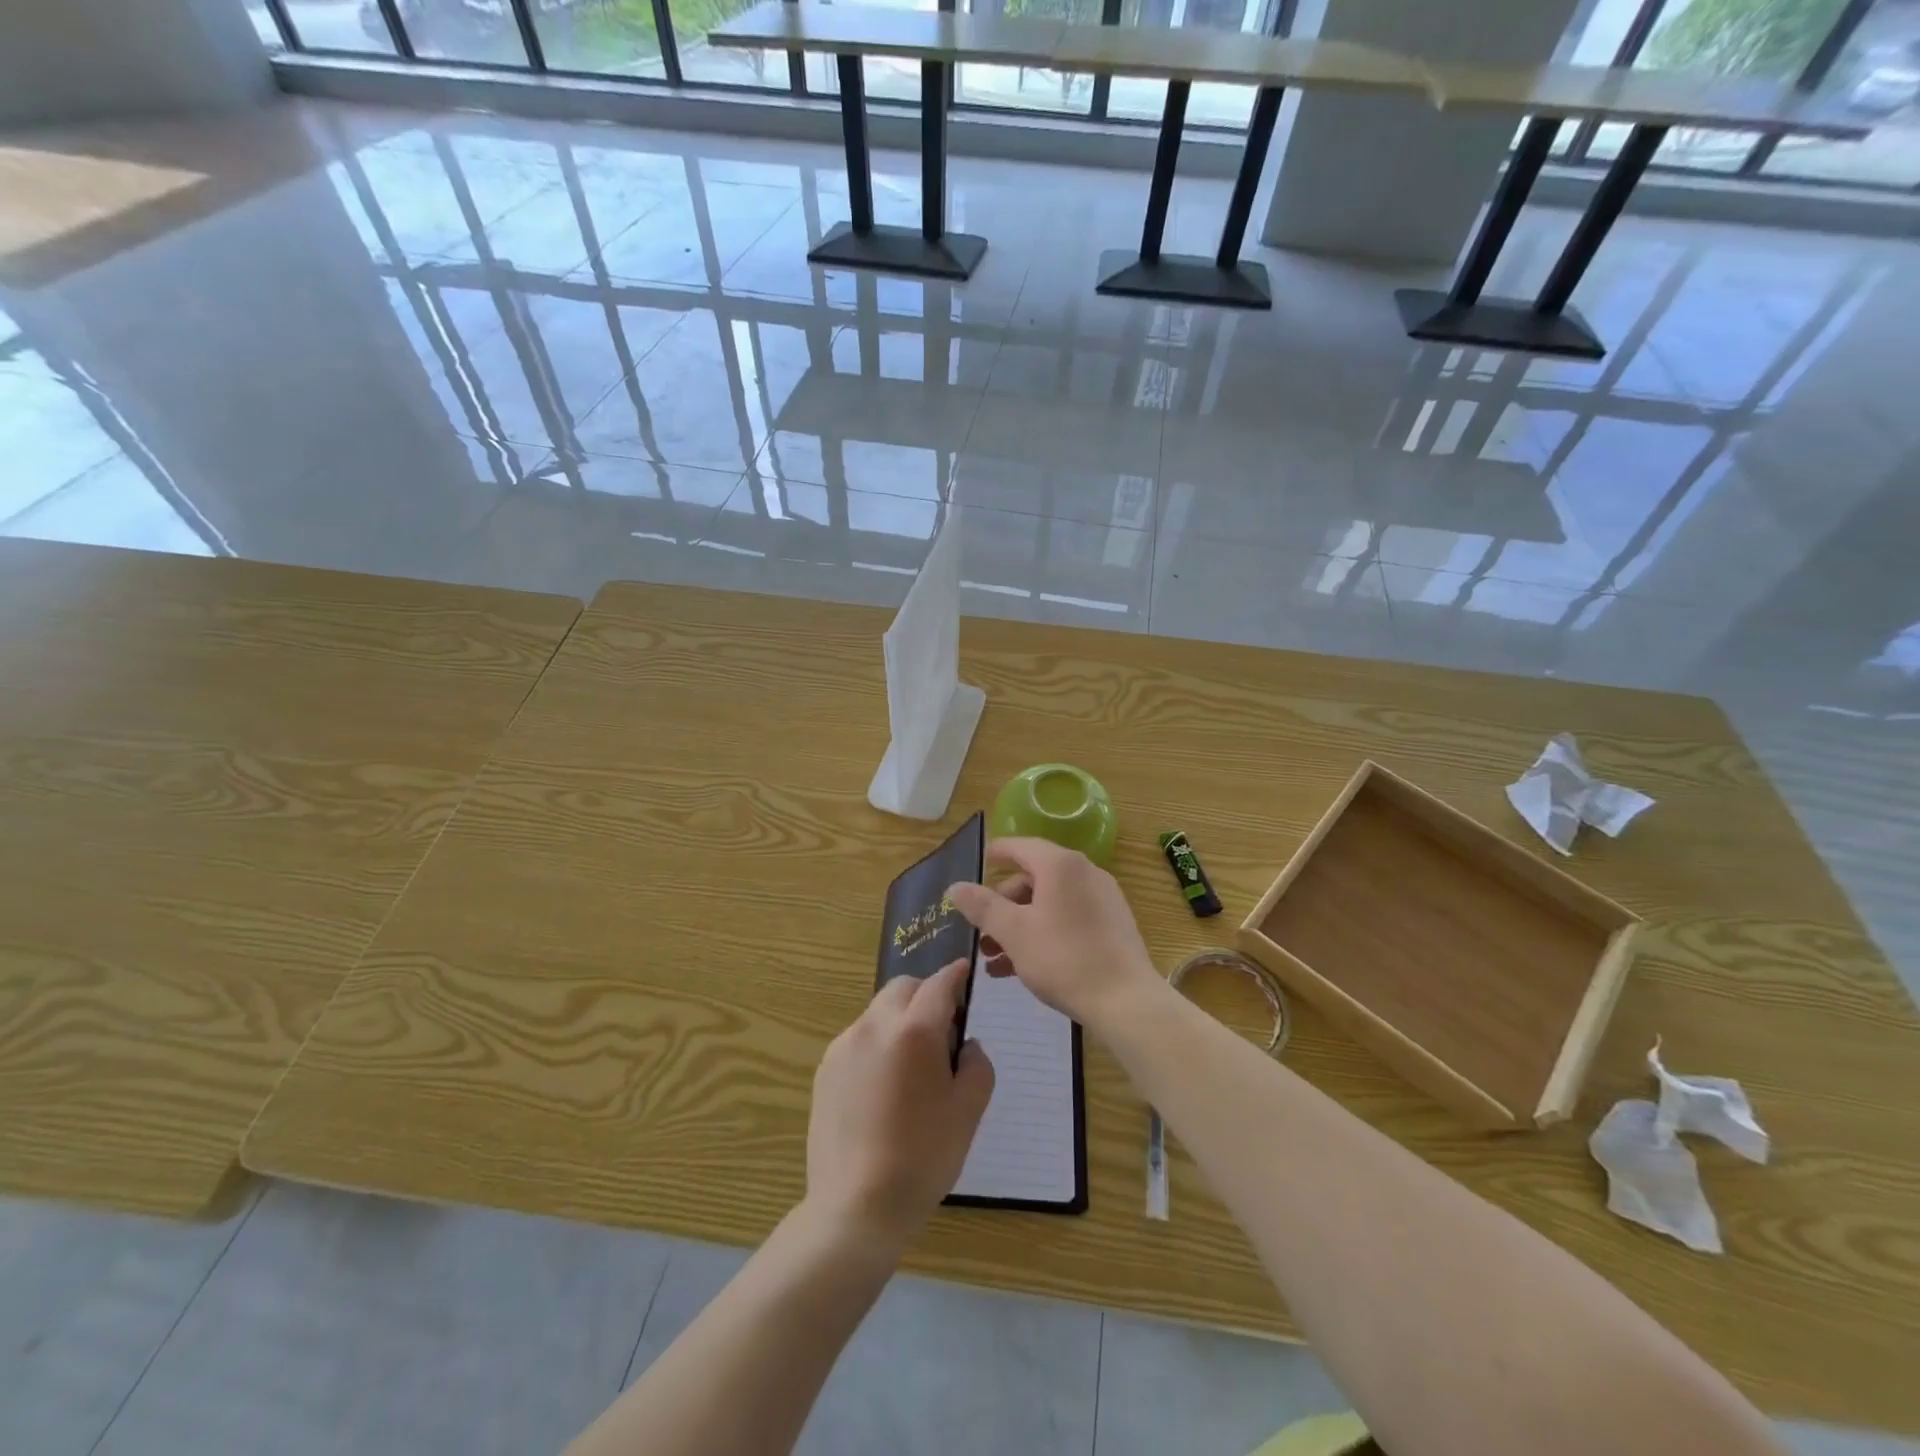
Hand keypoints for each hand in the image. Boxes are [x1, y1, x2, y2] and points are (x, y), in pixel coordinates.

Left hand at [805, 960, 993, 1250]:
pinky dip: (877, 1044)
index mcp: (915, 1031)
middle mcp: (875, 1026)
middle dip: (926, 994)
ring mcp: (844, 1046)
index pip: (939, 984)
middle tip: (943, 1029)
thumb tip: (965, 1045)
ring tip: (912, 1065)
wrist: (856, 1207)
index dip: (956, 975)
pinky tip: (883, 1087)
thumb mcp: (969, 1111)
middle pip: (903, 988)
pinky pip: (859, 1039)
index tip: (965, 972)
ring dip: (900, 1020)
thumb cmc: (923, 1158)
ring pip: (878, 1011)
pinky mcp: (825, 1069)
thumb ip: (977, 1064)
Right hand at [947, 838, 1162, 1029]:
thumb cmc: (1064, 958)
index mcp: (1060, 865)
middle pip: (1033, 878)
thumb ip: (982, 906)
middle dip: (1002, 905)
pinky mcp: (1112, 925)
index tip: (976, 865)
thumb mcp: (1014, 933)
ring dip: (1018, 926)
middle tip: (980, 933)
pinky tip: (1022, 968)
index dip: (995, 854)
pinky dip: (1043, 934)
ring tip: (994, 959)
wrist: (1126, 1000)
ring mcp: (1102, 899)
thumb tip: (956, 886)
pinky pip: (1068, 919)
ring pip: (1049, 904)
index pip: (1020, 846)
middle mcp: (1084, 873)